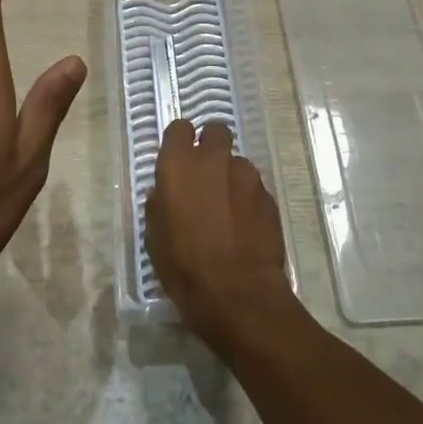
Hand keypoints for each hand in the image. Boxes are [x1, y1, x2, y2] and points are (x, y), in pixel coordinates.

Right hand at [145, 118, 295, 350]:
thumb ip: (159, 204)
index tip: (179, 158)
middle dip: (211, 146)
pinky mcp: (268, 195)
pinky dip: (249, 199)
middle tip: (206, 175)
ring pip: (237, 162)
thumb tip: (164, 192)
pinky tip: (246, 226)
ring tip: (229, 209)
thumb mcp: (155, 238)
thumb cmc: (185, 267)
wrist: (238, 295)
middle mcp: (213, 160)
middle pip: (215, 131)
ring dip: (232, 176)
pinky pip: (255, 187)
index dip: (180, 141)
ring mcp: (245, 175)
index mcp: (178, 165)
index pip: (179, 128)